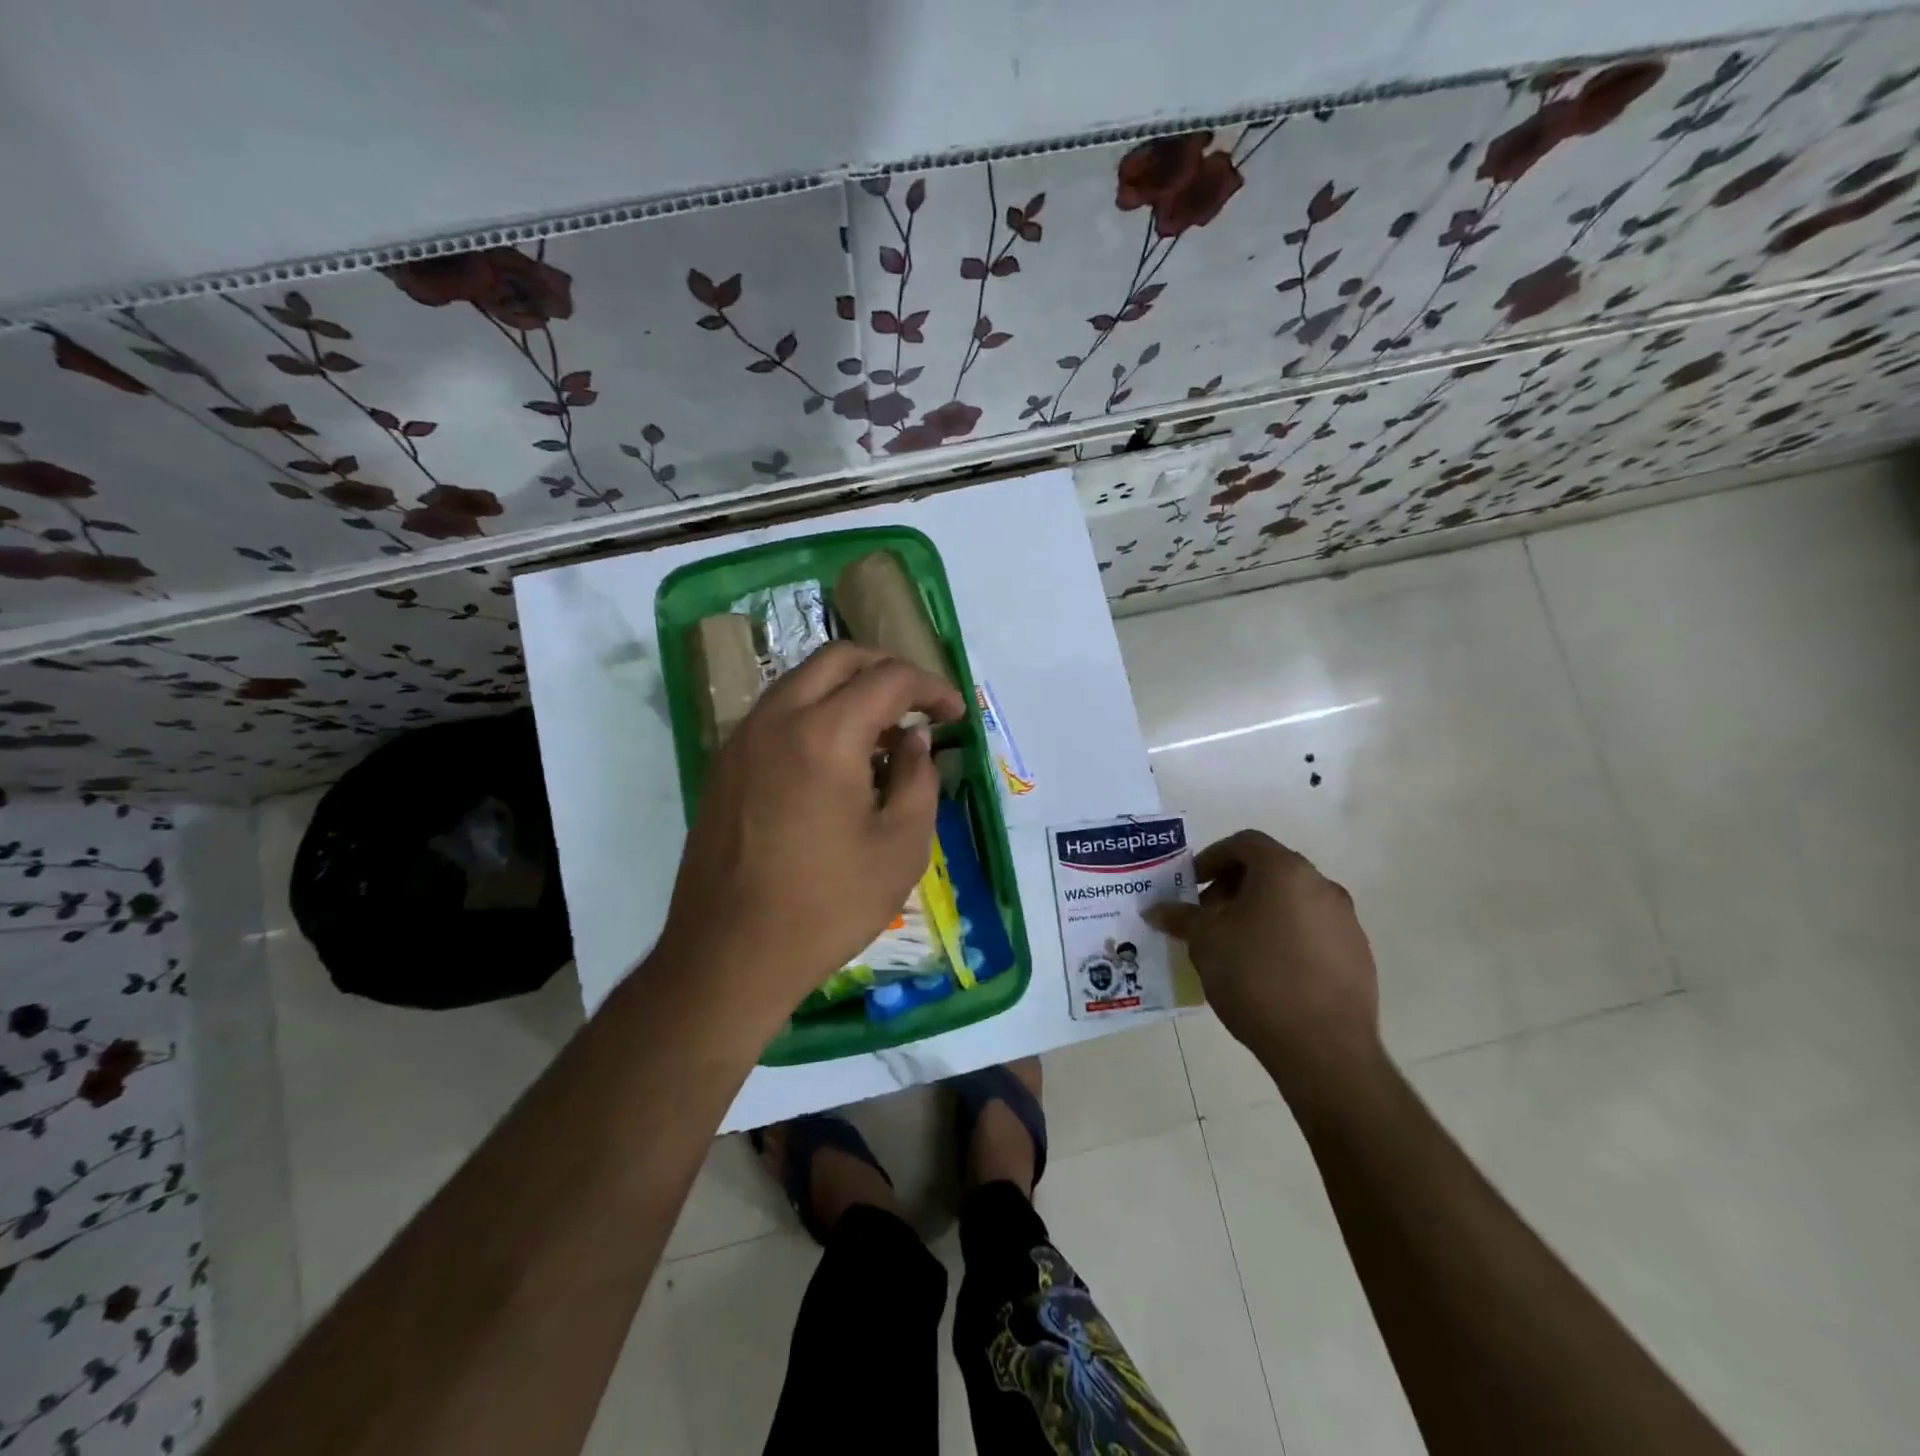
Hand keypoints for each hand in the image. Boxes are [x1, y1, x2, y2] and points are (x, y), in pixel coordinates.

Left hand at [654, 642, 964, 1025]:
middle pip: (839, 659)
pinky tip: (837, 758)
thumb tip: (914, 738)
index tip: (956, 714)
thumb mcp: (901, 846)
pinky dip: (816, 712)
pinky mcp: (725, 765)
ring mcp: (742, 739)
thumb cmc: (827, 905)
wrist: (729, 955)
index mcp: (825, 734)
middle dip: (888, 669)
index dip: (932, 688)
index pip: (889, 679)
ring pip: (802, 681)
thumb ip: (918, 778)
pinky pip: (778, 713)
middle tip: (920, 703)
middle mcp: (777, 718)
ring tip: (883, 732)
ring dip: (849, 689)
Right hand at [1146, 830, 1381, 1104]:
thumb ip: (1180, 917)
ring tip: (1234, 946)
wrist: (1324, 1047)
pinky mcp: (1358, 956)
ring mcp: (1345, 922)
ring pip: (1293, 902)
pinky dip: (1286, 937)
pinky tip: (1267, 972)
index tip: (1192, 884)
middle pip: (1270, 870)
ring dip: (1260, 913)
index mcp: (1285, 871)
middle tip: (1208, 917)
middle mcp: (1321, 886)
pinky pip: (1313, 932)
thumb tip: (1155, 909)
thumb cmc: (1256, 977)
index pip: (1245, 843)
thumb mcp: (1205, 942)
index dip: (1212, 858)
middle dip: (1233, 887)